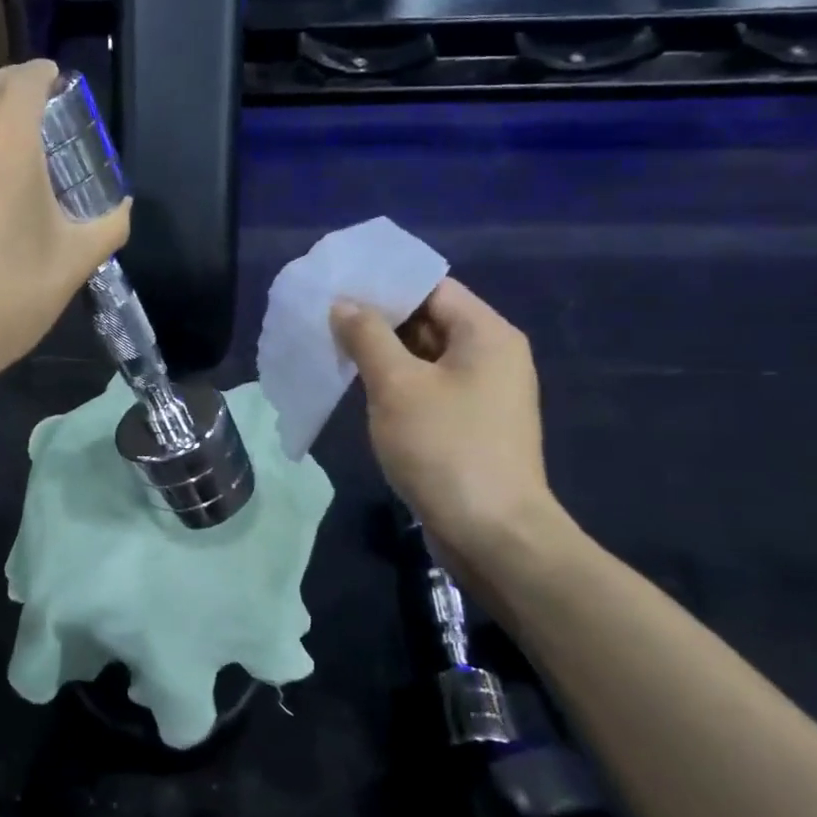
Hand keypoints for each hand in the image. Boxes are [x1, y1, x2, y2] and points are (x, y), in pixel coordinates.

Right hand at [331, 280, 558, 566]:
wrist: (492, 534)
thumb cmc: (446, 447)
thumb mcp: (397, 385)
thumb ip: (368, 337)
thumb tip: (344, 305)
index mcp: (486, 334)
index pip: (432, 287)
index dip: (384, 283)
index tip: (338, 284)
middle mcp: (491, 356)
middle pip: (429, 319)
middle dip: (378, 318)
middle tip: (324, 316)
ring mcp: (481, 393)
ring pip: (424, 356)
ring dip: (381, 352)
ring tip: (331, 346)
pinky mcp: (468, 425)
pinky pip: (427, 388)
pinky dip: (394, 382)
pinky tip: (357, 386)